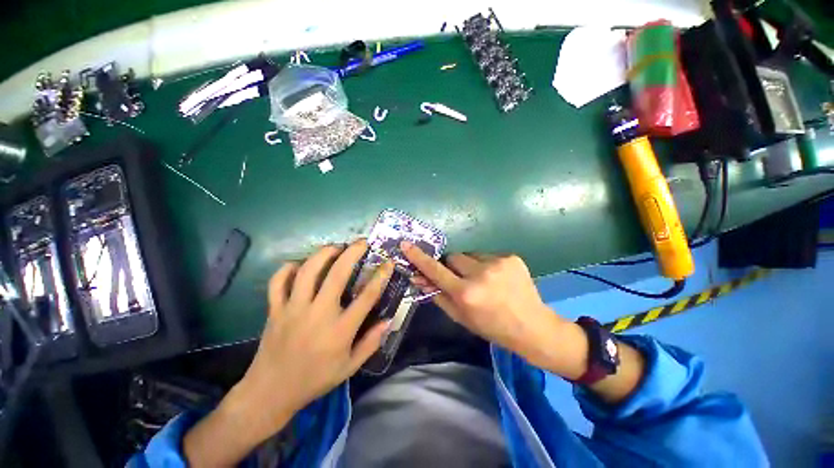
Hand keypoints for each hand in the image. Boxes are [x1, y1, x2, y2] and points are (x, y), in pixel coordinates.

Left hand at [185, 240, 392, 466]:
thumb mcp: (350, 367)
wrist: (271, 392)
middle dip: (352, 253)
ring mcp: (293, 309)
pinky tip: (299, 264)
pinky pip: (278, 282)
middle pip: (337, 274)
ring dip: (323, 253)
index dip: (380, 276)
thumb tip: (388, 320)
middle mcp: (318, 314)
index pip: (367, 296)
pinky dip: (288, 268)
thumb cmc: (315, 379)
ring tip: (335, 246)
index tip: (388, 263)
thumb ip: (371, 343)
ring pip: (308, 271)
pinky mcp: (275, 309)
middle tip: (361, 242)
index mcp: (340, 330)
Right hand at [401, 242, 586, 377]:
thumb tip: (419, 278)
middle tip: (462, 280)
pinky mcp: (511, 257)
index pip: (436, 271)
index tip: (406, 245)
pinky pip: (487, 255)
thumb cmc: (492, 327)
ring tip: (484, 281)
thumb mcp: (461, 317)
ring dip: (470, 265)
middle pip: (453, 257)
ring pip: (470, 255)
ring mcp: (498, 263)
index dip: (419, 258)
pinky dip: (486, 265)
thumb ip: (438, 295)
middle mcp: (480, 275)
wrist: (532, 326)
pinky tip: (498, 279)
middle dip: (453, 267)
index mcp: (466, 294)